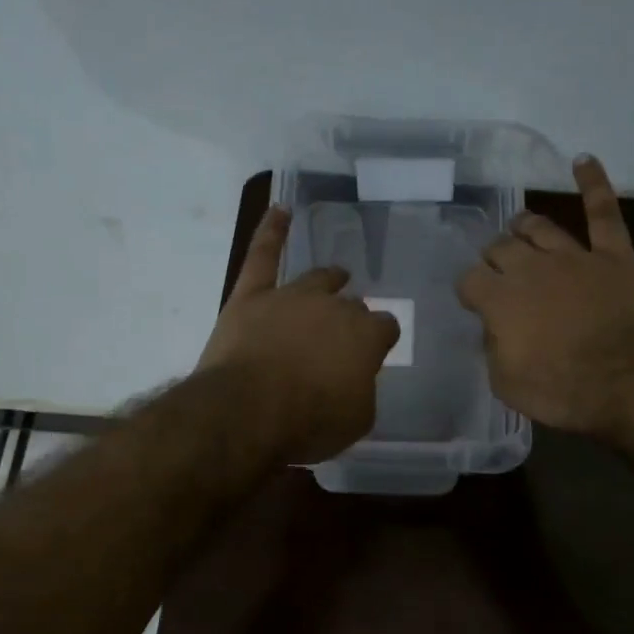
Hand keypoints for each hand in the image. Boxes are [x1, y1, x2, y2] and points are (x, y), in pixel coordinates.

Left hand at [197, 206, 400, 463]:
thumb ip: (362, 391)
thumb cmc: (309, 423)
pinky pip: (262, 255)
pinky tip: (280, 210)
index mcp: (366, 336)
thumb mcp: (356, 420)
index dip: (380, 340)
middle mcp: (333, 307)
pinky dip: (272, 231)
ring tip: (337, 276)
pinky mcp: (251, 296)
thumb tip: (354, 377)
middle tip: (345, 333)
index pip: (385, 328)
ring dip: (330, 279)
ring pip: (317, 279)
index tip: (375, 352)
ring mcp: (291, 296)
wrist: (248, 413)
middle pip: (350, 305)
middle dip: (351, 317)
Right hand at [456, 155, 633, 437]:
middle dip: (494, 257)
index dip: (469, 289)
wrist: (625, 382)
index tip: (474, 301)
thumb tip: (495, 328)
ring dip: (525, 226)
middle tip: (497, 269)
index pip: (470, 279)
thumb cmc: (560, 391)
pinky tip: (583, 161)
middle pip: (501, 247)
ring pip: (540, 227)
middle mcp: (530, 268)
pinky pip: (602, 212)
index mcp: (499, 299)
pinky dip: (594, 183)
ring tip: (519, 227)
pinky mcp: (613, 255)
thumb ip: (494, 348)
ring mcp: (573, 256)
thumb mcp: (506, 382)